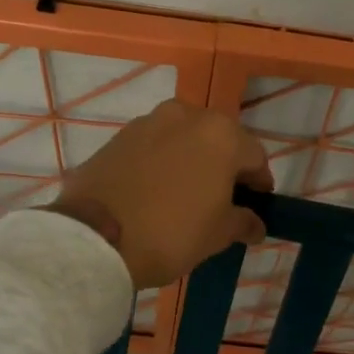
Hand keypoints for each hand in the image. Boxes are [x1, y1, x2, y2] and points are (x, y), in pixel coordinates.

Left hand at [52, 101, 273, 289]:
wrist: (94, 238)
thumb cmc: (171, 233)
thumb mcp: (218, 234)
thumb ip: (243, 222)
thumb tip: (255, 223)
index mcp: (221, 135)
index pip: (255, 156)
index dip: (259, 183)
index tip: (255, 207)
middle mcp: (187, 115)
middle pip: (219, 140)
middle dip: (225, 167)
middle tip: (222, 201)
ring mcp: (149, 122)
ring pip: (185, 139)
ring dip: (192, 160)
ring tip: (185, 195)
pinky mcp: (118, 136)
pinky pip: (154, 146)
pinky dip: (162, 162)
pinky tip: (155, 191)